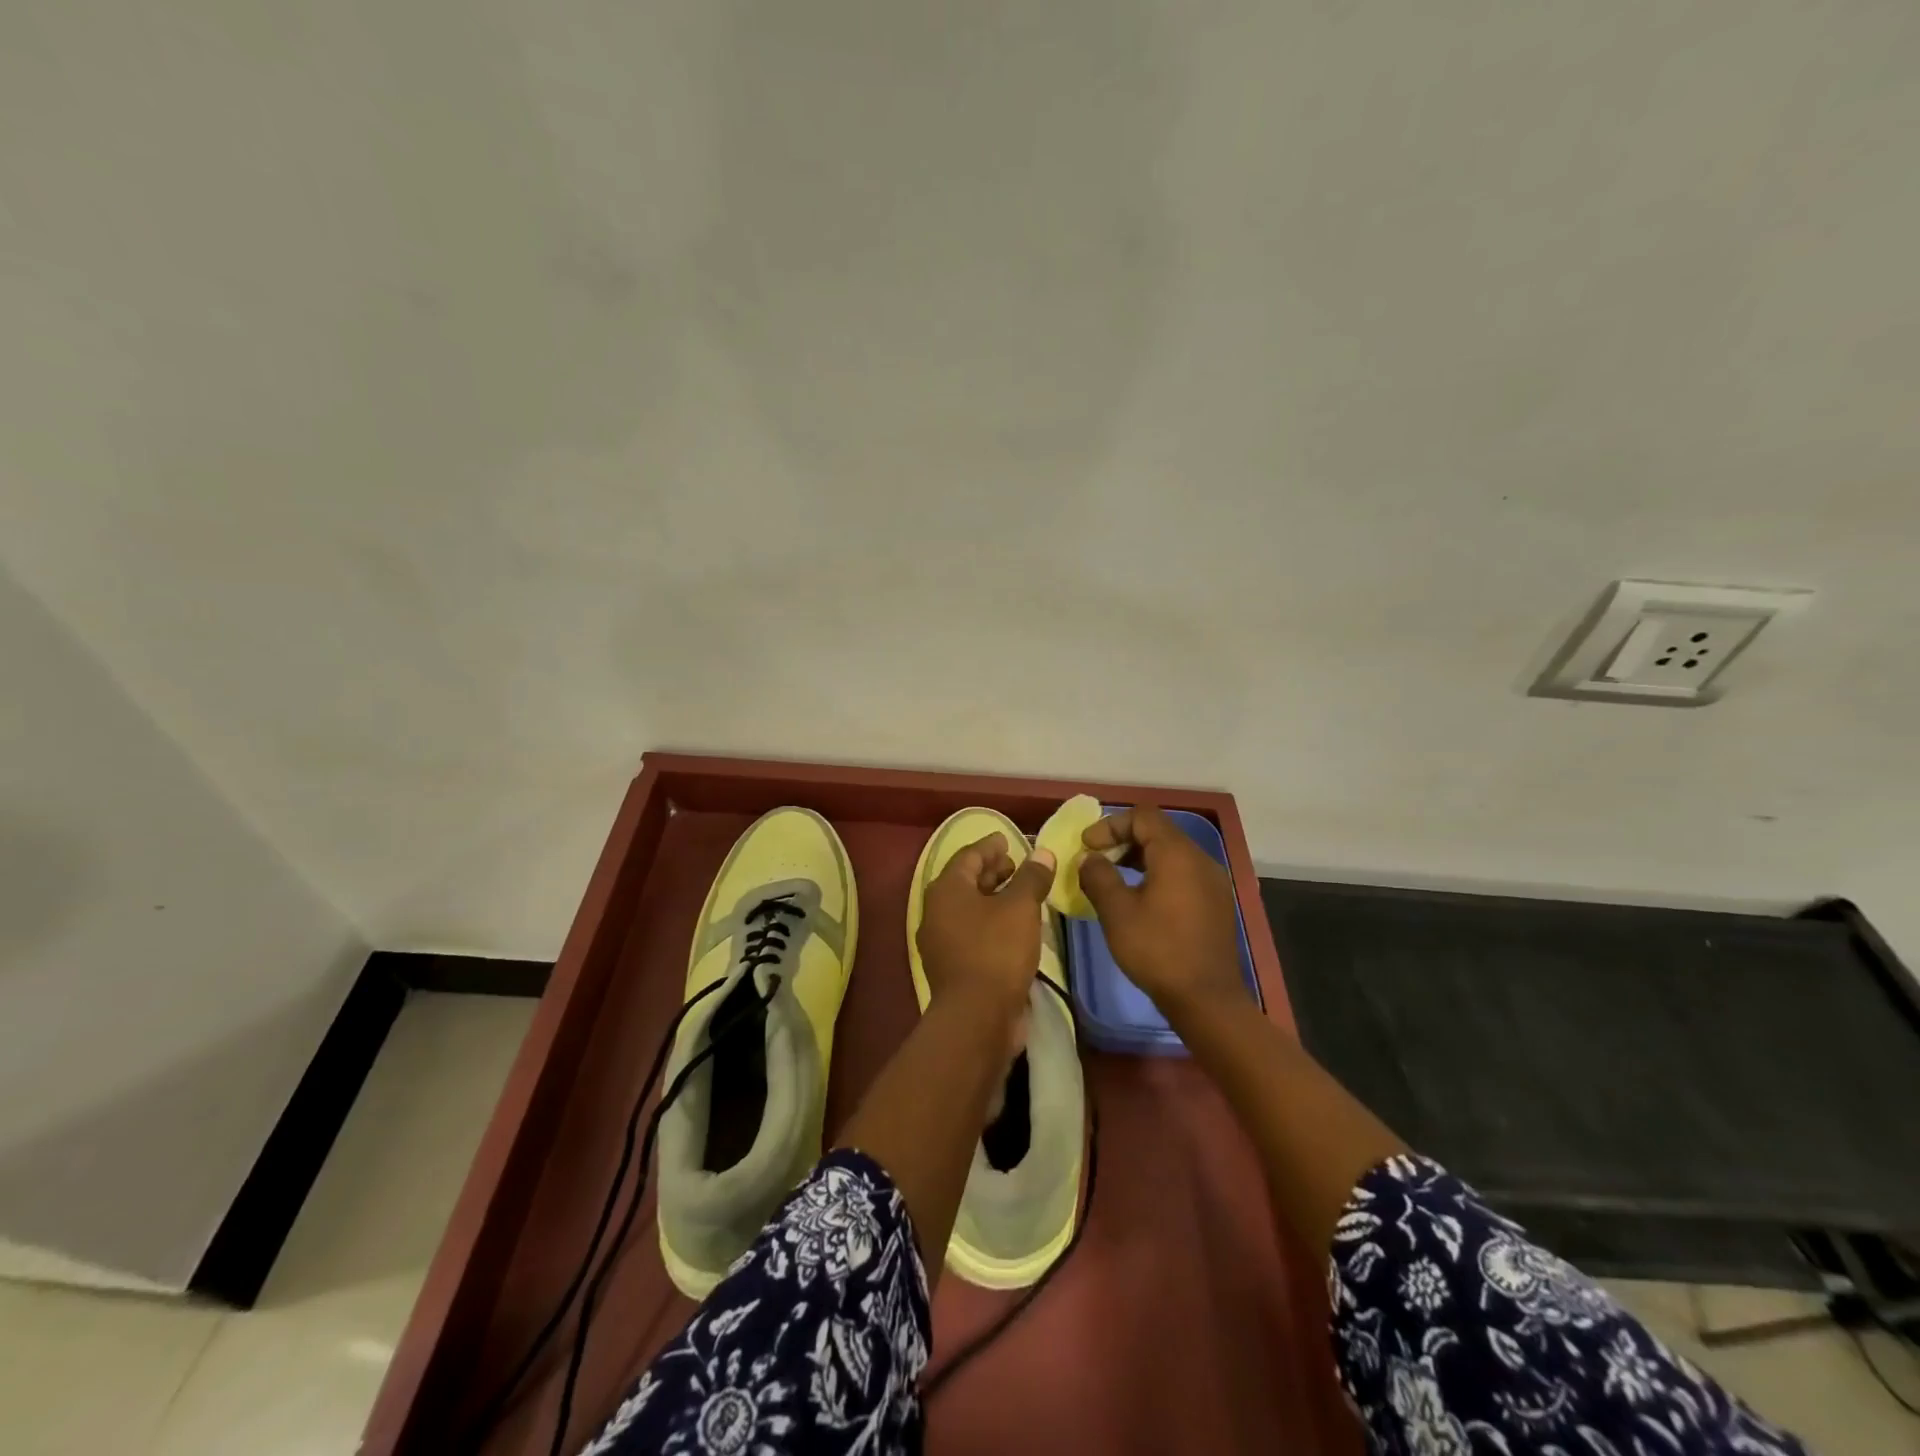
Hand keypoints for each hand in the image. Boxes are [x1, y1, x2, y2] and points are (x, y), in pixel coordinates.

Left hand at [916, 833, 1054, 1041]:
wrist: (977, 1017)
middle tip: (1017, 865)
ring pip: (969, 908)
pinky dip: (991, 922)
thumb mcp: (1020, 908)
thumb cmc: (996, 950)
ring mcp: (941, 941)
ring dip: (993, 898)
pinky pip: (972, 931)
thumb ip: (1031, 877)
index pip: (968, 855)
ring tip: (1021, 894)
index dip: (990, 845)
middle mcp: (936, 911)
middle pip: (965, 881)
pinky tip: (1015, 927)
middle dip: (991, 871)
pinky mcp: (953, 965)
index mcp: (946, 889)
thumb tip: (1042, 853)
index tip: (1008, 839)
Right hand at [1078, 805, 1247, 1021]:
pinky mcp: (1216, 903)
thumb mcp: (1117, 912)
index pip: (1142, 816)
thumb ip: (1098, 876)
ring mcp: (1213, 881)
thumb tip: (1089, 858)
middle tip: (1096, 860)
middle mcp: (1200, 859)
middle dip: (1123, 840)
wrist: (1207, 999)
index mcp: (1177, 854)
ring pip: (1171, 853)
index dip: (1110, 824)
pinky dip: (1157, 874)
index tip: (1087, 846)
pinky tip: (1140, 899)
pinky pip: (1183, 873)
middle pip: (1158, 831)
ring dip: (1139, 858)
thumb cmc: (1158, 950)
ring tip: (1113, 879)